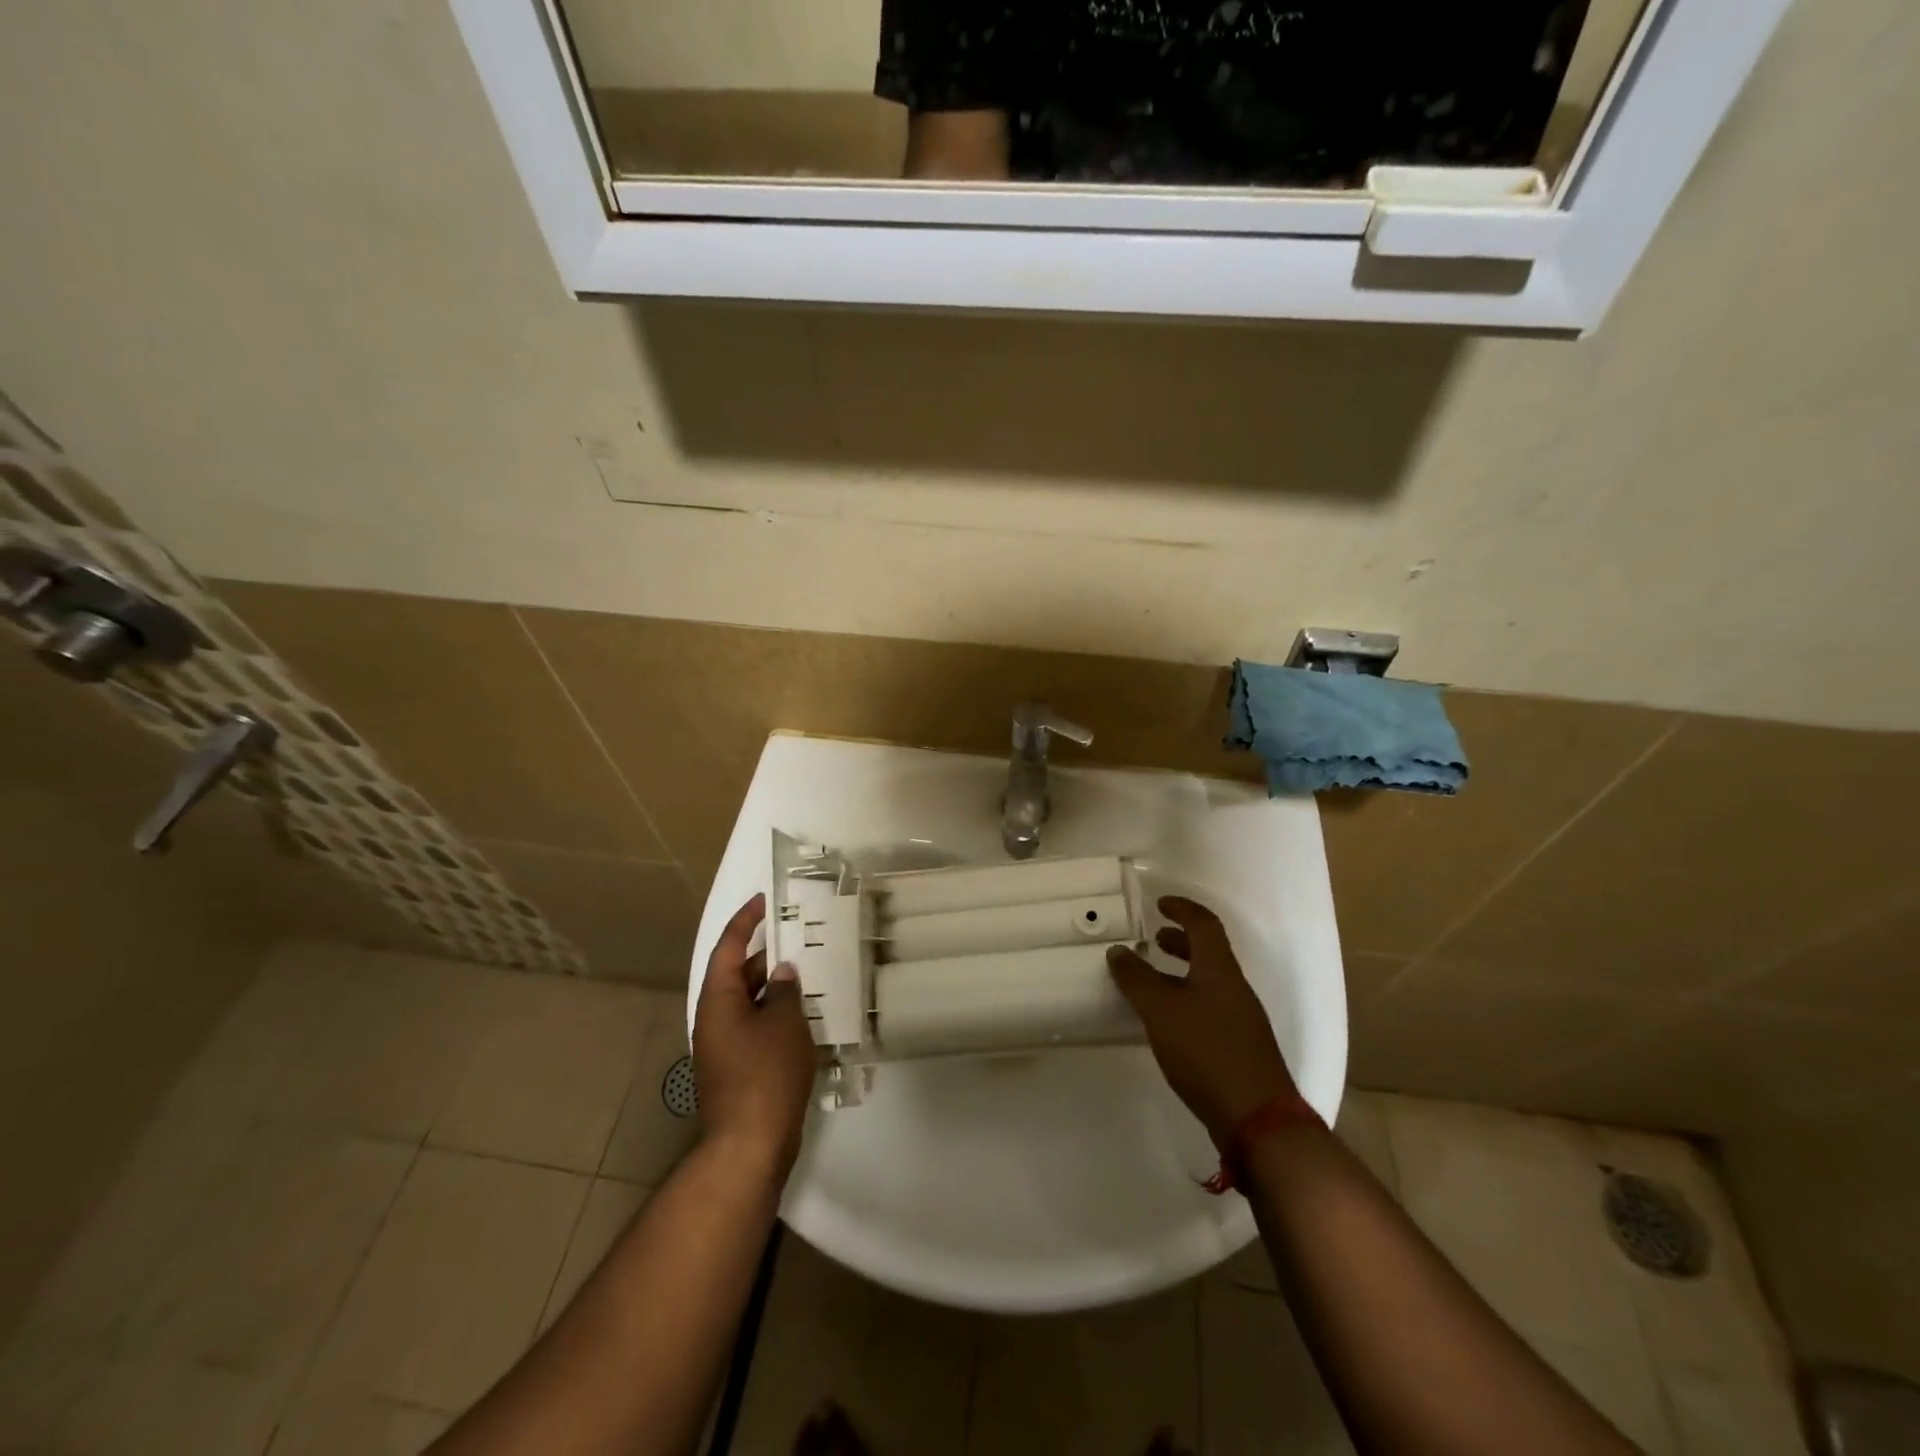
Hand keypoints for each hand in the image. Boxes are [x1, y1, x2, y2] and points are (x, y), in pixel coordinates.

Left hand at [693, 894, 816, 1176]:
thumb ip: (785, 990)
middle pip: (737, 974)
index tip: (765, 900)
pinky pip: (756, 1027)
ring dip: (774, 987)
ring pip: (749, 1002)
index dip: (746, 920)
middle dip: (765, 955)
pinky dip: (776, 1014)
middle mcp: (714, 1018)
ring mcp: (724, 1046)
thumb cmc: (765, 1073)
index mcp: (718, 999)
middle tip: (798, 936)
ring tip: (809, 972)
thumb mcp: (784, 1023)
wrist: (749, 1144)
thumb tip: (783, 972)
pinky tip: (806, 1015)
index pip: (728, 947)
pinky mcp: (738, 1069)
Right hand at [1108, 896, 1296, 1150]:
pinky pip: (1210, 1007)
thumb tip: (1118, 950)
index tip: (1160, 903)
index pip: (1204, 924)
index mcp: (1220, 970)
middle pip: (1209, 952)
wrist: (1257, 1119)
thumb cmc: (1206, 1051)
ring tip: (1153, 981)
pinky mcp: (1239, 1048)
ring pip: (1209, 982)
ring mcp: (1241, 1020)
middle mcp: (1235, 989)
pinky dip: (1186, 999)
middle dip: (1181, 941)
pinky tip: (1168, 1022)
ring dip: (1181, 972)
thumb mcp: (1161, 1010)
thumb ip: (1137, 979)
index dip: (1182, 909)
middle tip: (1154, 939)